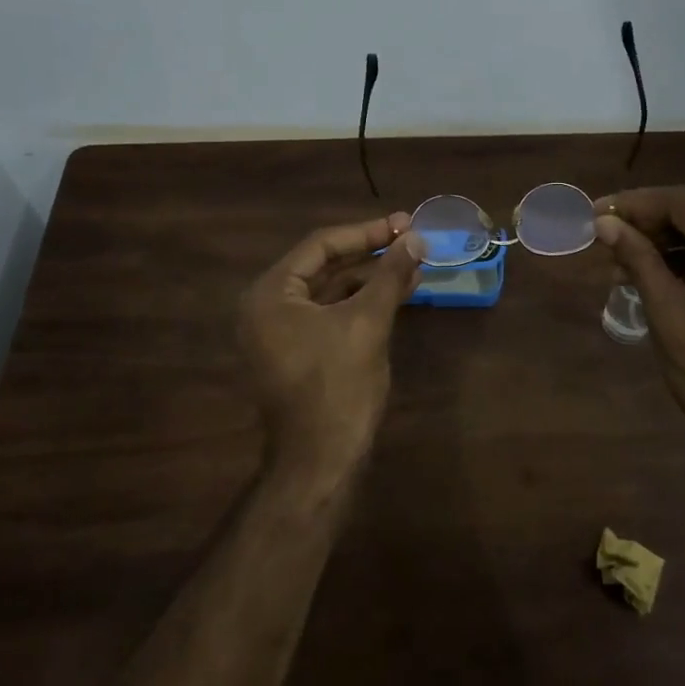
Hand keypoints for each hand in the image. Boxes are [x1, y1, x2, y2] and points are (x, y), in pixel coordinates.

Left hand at [237, 213, 424, 478]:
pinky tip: (397, 295)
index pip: (320, 245)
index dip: (366, 232)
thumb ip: (390, 275)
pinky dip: (361, 303)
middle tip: (411, 238)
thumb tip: (416, 238)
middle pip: (324, 266)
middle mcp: (268, 307)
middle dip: (370, 253)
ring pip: (331, 291)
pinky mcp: (298, 353)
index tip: (403, 223)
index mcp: (271, 293)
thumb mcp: (367, 323)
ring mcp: (281, 333)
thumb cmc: (338, 386)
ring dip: (370, 278)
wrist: (320, 462)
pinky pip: (330, 314)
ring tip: (414, 265)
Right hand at [593, 187, 684, 442]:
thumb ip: (637, 260)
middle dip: (642, 221)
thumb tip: (603, 223)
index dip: (636, 202)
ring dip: (653, 242)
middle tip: (599, 233)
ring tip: (611, 258)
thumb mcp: (667, 312)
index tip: (596, 212)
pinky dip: (669, 263)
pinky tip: (636, 275)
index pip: (684, 205)